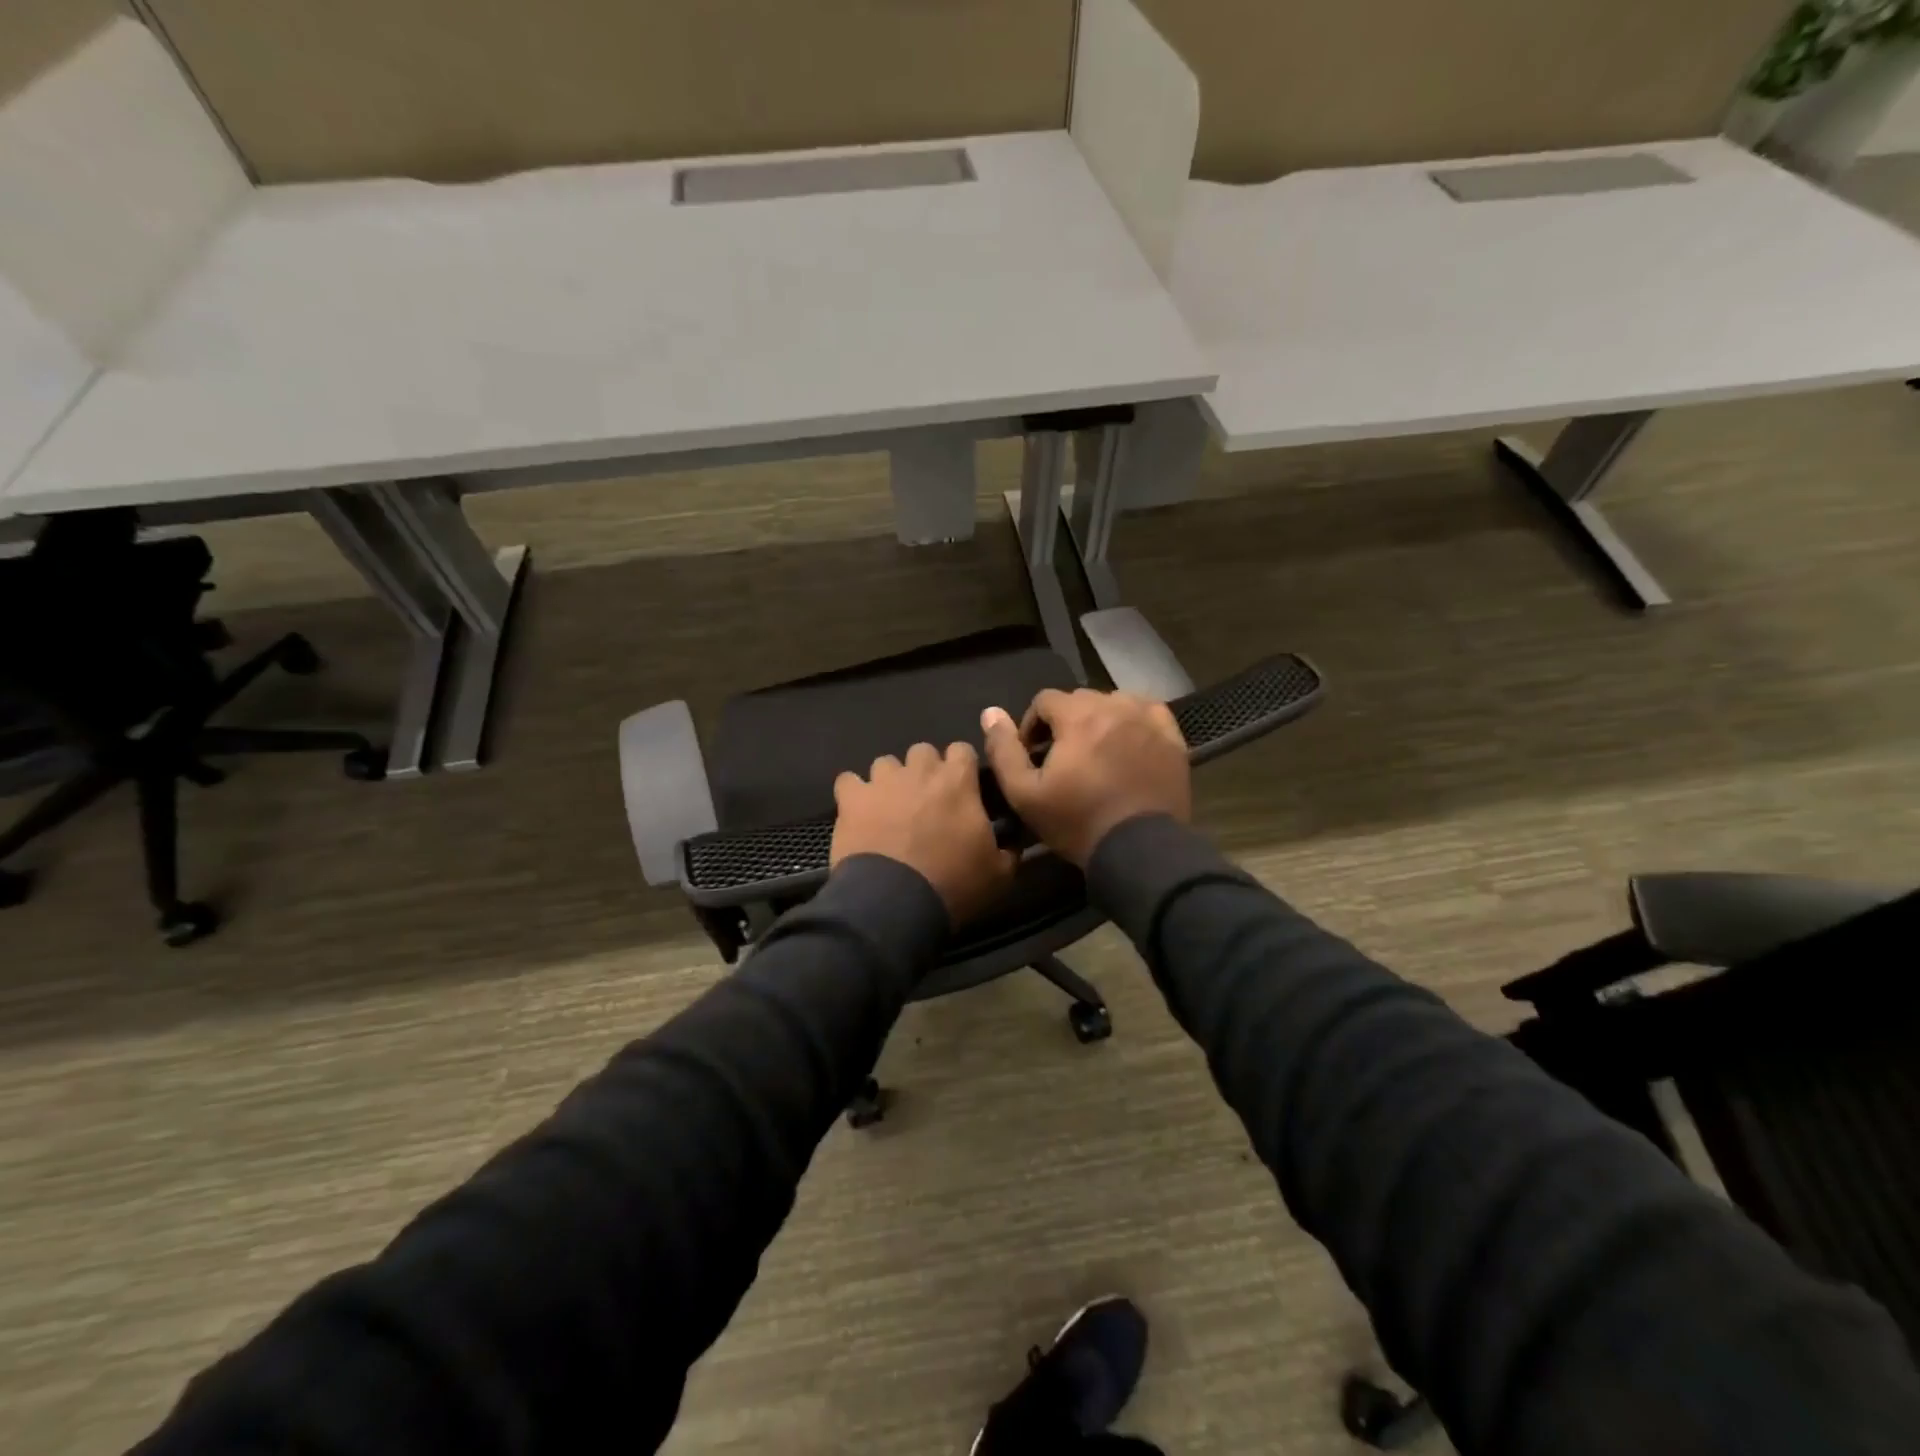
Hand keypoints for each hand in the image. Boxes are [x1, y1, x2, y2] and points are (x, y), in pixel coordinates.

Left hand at [831, 741, 1015, 923]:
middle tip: (926, 802)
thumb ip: (1009, 847)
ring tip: (890, 809)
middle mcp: (920, 770)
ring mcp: (882, 781)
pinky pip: (849, 781)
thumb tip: (1014, 838)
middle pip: (923, 751)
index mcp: (958, 781)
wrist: (894, 903)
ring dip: (891, 781)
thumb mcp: (999, 874)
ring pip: (886, 763)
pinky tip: (858, 812)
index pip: (962, 750)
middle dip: (925, 771)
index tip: (962, 790)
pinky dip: (854, 794)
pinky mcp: (851, 798)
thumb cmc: (953, 885)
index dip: (961, 769)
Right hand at [979, 690, 1189, 866]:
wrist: (1139, 850)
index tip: (1033, 756)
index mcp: (1078, 716)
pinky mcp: (1172, 739)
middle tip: (1062, 758)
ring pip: (1115, 702)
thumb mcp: (1024, 793)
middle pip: (1080, 700)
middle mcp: (1115, 707)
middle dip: (1065, 723)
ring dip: (1099, 719)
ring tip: (1096, 752)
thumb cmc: (1077, 821)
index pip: (1045, 700)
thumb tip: (991, 712)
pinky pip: (1149, 712)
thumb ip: (1004, 750)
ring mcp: (1147, 721)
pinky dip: (1134, 720)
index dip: (1032, 725)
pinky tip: (1129, 742)